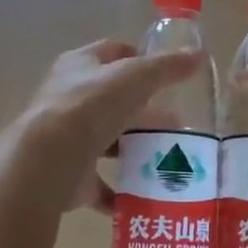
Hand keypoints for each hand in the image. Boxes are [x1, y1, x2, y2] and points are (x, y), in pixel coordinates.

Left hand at [18, 40, 199, 213]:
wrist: (49, 159)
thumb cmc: (91, 106)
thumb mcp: (136, 76)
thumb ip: (167, 67)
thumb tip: (198, 56)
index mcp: (79, 66)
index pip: (113, 53)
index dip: (140, 59)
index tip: (168, 76)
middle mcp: (68, 98)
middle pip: (112, 101)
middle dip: (144, 112)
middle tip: (177, 124)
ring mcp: (66, 138)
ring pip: (106, 141)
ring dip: (133, 149)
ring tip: (168, 159)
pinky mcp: (68, 174)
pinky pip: (99, 183)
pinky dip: (121, 190)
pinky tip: (145, 195)